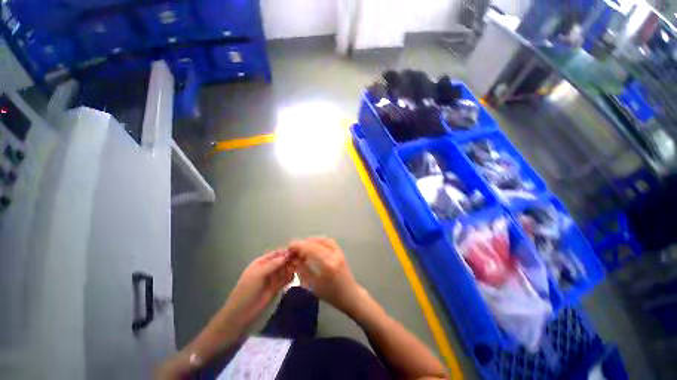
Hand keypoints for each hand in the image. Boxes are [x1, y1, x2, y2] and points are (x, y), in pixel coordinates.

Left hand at [221, 250, 295, 330]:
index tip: (296, 251)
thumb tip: (287, 255)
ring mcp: (272, 278)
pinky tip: (292, 278)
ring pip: (284, 269)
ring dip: (291, 268)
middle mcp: (268, 268)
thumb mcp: (258, 274)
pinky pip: (285, 279)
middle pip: (281, 261)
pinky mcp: (276, 287)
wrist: (241, 313)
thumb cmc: (247, 290)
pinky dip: (290, 277)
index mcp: (261, 262)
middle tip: (299, 261)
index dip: (285, 252)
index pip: (276, 254)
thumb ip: (273, 264)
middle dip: (289, 260)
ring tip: (297, 269)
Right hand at [288, 237, 363, 314]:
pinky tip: (313, 245)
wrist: (350, 295)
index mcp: (327, 264)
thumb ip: (302, 270)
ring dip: (311, 241)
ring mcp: (338, 252)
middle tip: (293, 248)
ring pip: (323, 240)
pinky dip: (319, 240)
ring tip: (302, 247)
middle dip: (302, 244)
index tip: (289, 248)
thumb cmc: (331, 295)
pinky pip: (329, 241)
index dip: (298, 246)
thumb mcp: (313, 285)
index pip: (310, 249)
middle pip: (315, 243)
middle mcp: (333, 255)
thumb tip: (293, 259)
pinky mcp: (340, 251)